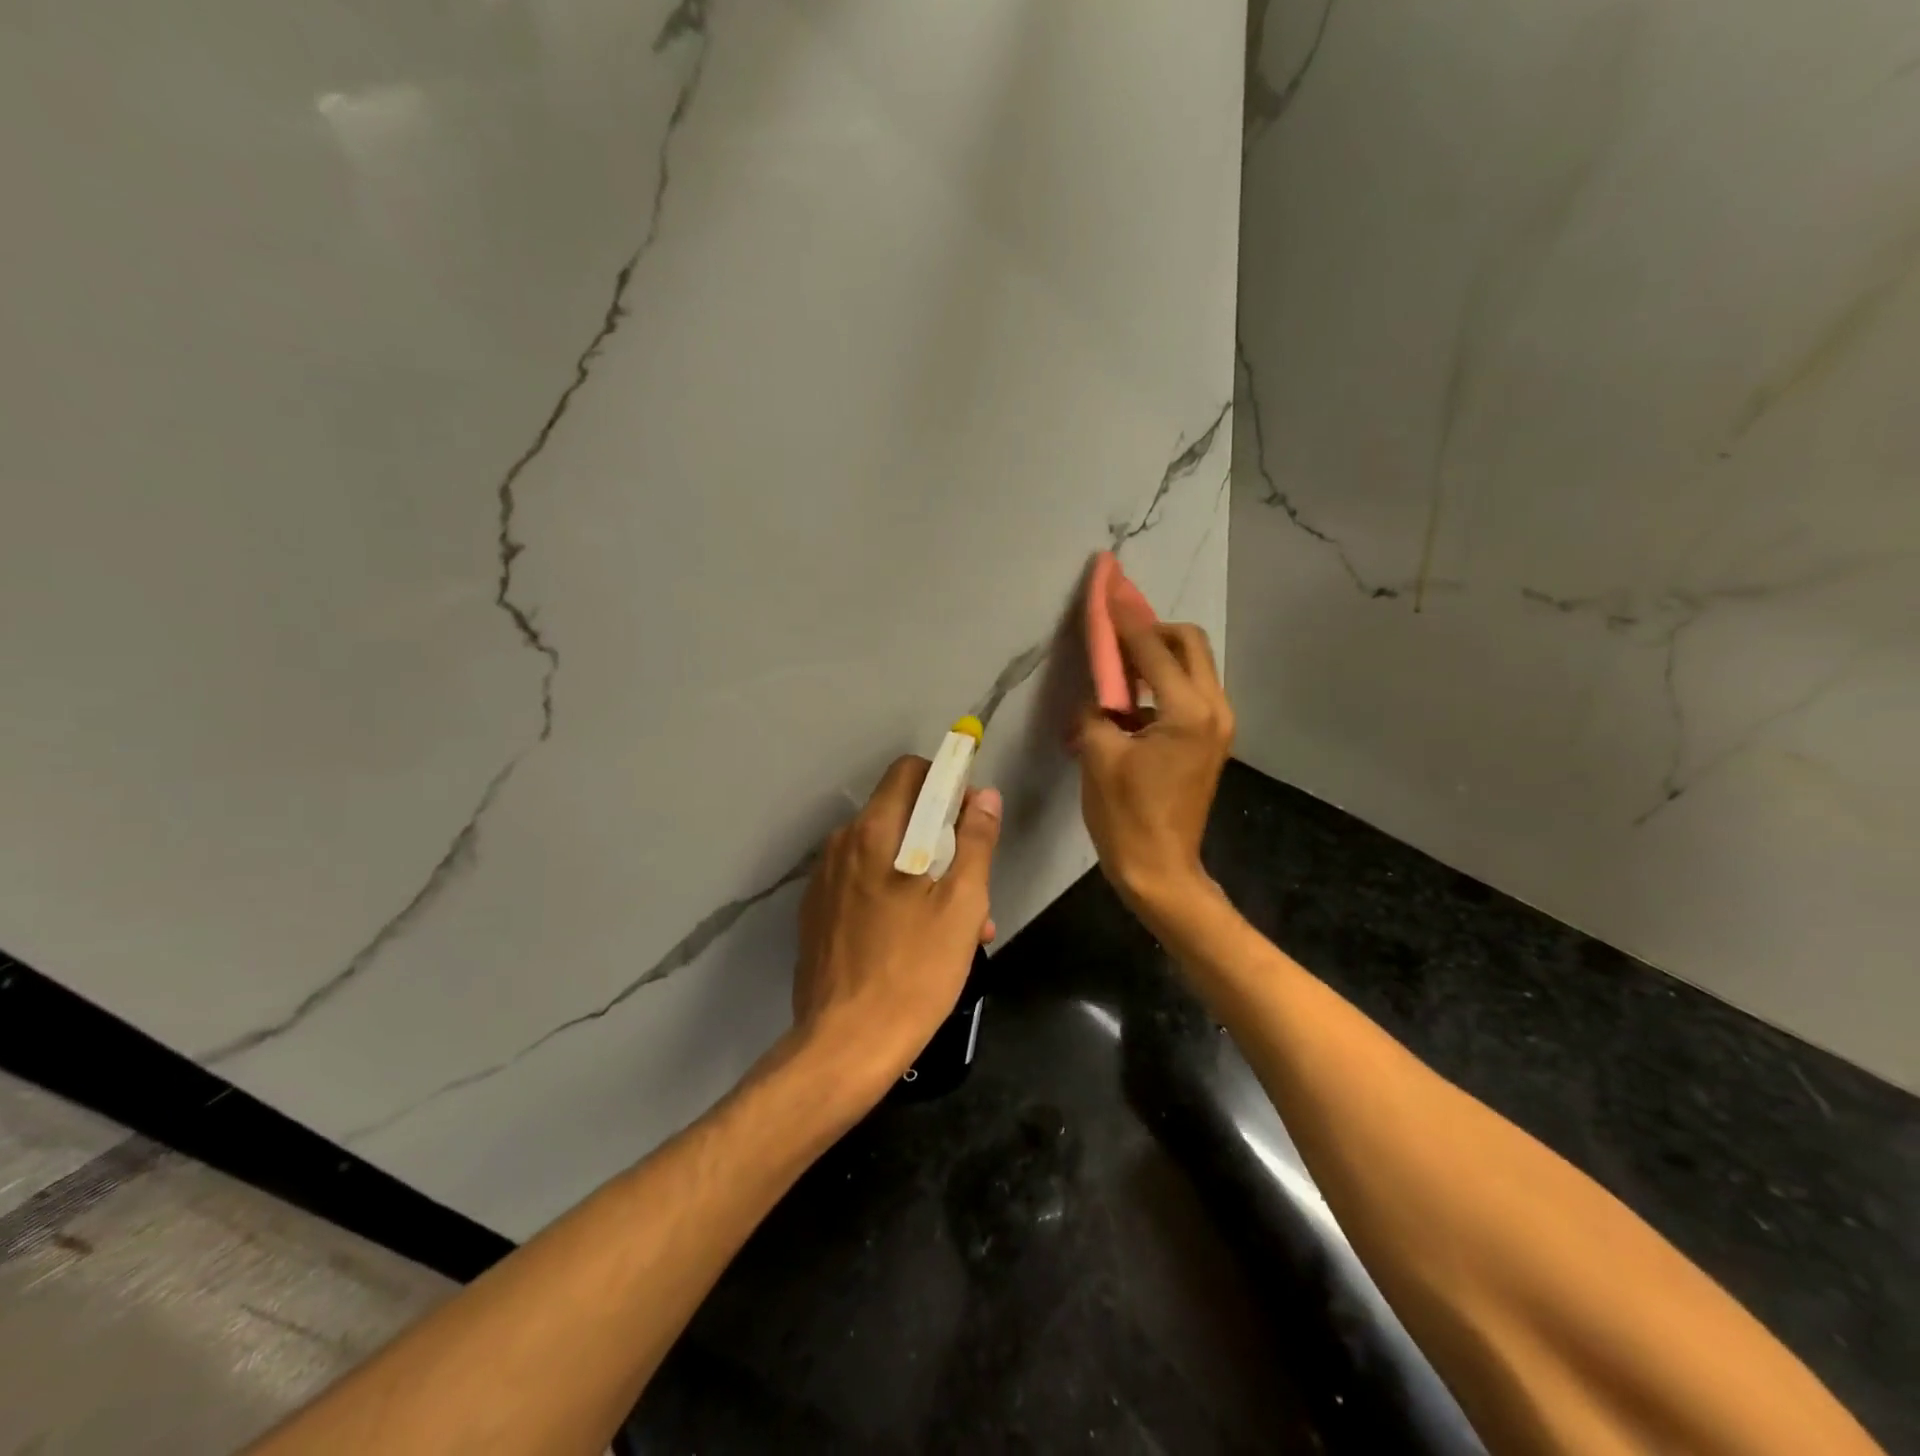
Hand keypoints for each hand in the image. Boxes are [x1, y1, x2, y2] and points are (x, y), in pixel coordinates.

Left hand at [792, 756, 1001, 1087]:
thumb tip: (984, 795)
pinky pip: (863, 883)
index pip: (909, 771)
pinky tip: (916, 939)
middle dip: (941, 836)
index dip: (946, 781)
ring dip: (922, 871)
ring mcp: (824, 880)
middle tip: (972, 883)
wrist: (845, 1045)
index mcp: (875, 832)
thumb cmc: (914, 972)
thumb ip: (975, 841)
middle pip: (899, 814)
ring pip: (884, 853)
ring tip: (955, 924)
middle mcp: (842, 844)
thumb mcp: (962, 906)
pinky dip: (893, 893)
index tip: (971, 815)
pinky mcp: (817, 913)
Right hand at [1071, 586, 1233, 918]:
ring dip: (1158, 653)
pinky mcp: (1212, 738)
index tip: (1106, 586)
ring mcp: (1218, 724)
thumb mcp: (1098, 755)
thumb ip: (1099, 707)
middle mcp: (1214, 708)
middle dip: (1151, 628)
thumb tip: (1103, 689)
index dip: (1124, 617)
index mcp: (1186, 711)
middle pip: (1188, 642)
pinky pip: (1190, 690)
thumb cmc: (1124, 816)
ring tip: (1119, 664)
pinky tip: (1133, 697)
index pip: (1152, 647)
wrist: (1160, 869)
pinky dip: (1163, 680)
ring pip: (1193, 664)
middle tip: (1114, 634)